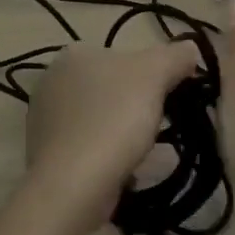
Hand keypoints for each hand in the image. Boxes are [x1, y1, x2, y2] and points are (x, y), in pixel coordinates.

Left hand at [23, 39, 200, 234]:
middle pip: (110, 87)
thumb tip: (189, 48)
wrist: (73, 185)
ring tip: (143, 151)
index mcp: (74, 54)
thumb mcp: (155, 74)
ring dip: (121, 131)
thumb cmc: (113, 119)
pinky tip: (121, 169)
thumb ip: (175, 56)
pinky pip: (86, 146)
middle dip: (135, 104)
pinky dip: (105, 154)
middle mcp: (52, 80)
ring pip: (99, 118)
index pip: (123, 56)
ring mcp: (45, 119)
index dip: (151, 74)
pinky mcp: (46, 154)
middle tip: (158, 125)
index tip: (169, 97)